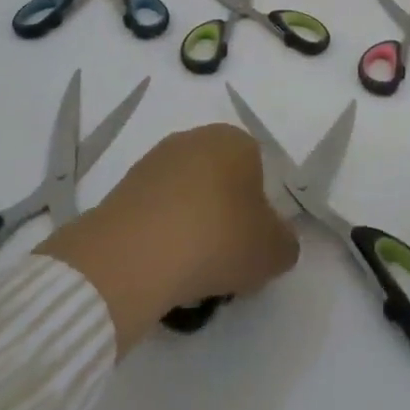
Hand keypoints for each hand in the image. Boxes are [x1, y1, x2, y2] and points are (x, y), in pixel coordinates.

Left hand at [39, 124, 298, 350]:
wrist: (136, 254)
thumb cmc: (218, 239)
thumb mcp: (273, 252)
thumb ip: (285, 243)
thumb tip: (277, 241)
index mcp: (236, 139)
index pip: (258, 170)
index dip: (258, 211)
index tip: (250, 245)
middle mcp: (196, 138)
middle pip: (220, 181)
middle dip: (223, 216)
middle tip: (224, 260)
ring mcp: (155, 160)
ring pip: (186, 197)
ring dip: (190, 227)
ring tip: (188, 272)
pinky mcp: (124, 186)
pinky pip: (155, 212)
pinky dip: (161, 235)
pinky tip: (160, 266)